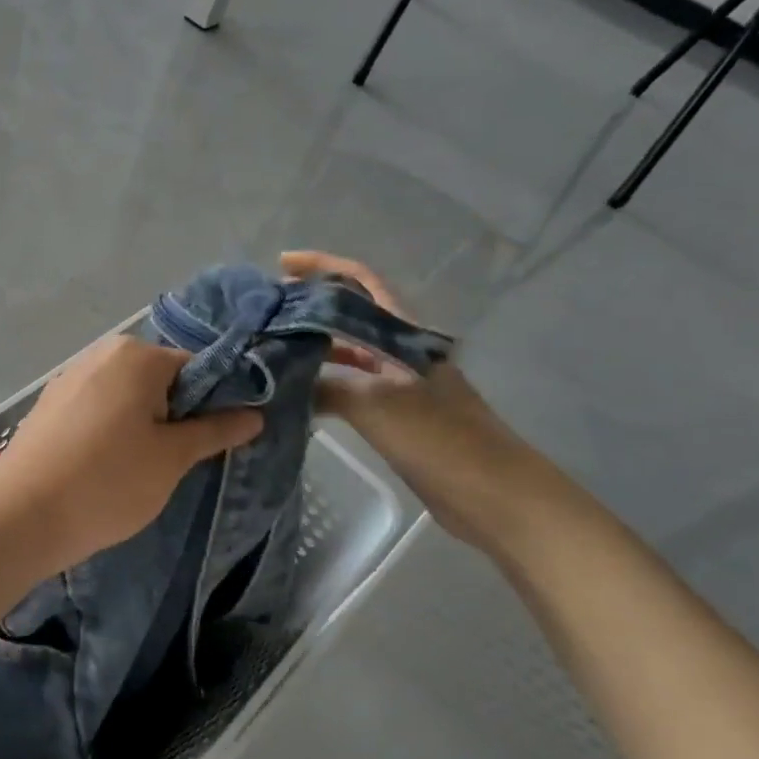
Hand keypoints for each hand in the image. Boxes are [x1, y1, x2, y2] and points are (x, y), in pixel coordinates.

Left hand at [0, 335, 262, 574]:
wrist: (21, 515)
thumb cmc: (108, 481)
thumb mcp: (172, 458)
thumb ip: (214, 430)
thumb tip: (254, 414)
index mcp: (136, 355)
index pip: (195, 368)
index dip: (213, 403)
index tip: (215, 441)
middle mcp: (101, 354)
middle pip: (158, 378)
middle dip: (174, 414)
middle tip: (176, 461)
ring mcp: (69, 378)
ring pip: (125, 395)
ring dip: (141, 424)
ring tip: (138, 469)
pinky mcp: (48, 405)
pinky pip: (95, 408)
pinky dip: (109, 429)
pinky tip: (104, 466)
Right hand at [281, 249, 581, 556]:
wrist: (494, 495)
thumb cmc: (439, 438)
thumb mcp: (375, 405)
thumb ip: (327, 387)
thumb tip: (281, 382)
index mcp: (403, 334)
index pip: (362, 282)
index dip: (324, 265)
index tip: (282, 263)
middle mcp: (399, 350)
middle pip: (350, 314)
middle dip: (309, 306)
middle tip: (264, 311)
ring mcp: (398, 384)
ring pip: (347, 353)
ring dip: (312, 346)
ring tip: (269, 348)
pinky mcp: (395, 416)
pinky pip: (349, 388)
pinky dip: (322, 384)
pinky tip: (294, 393)